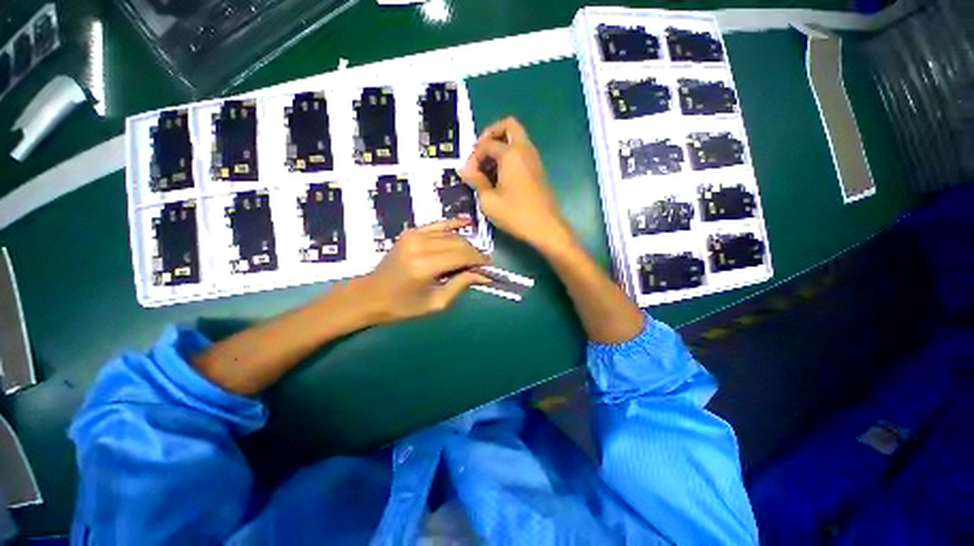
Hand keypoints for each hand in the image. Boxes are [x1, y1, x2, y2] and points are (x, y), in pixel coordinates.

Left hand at [359, 218, 490, 322]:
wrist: (371, 294)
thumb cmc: (403, 305)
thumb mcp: (436, 302)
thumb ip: (460, 285)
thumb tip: (483, 275)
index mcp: (425, 266)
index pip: (462, 256)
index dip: (479, 260)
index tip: (489, 267)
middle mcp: (420, 246)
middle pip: (458, 243)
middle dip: (474, 253)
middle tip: (482, 264)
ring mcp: (414, 235)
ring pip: (451, 234)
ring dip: (466, 244)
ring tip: (473, 256)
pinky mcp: (411, 232)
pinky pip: (438, 224)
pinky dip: (453, 223)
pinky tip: (466, 222)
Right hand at [460, 117, 574, 253]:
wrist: (545, 227)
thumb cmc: (515, 214)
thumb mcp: (488, 200)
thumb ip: (475, 181)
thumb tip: (463, 169)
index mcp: (511, 153)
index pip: (486, 144)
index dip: (473, 157)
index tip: (468, 175)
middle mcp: (524, 150)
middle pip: (508, 126)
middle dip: (490, 135)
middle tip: (480, 153)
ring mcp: (534, 159)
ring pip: (516, 139)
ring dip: (500, 146)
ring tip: (487, 169)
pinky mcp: (538, 170)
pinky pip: (521, 153)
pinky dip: (509, 156)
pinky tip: (499, 177)